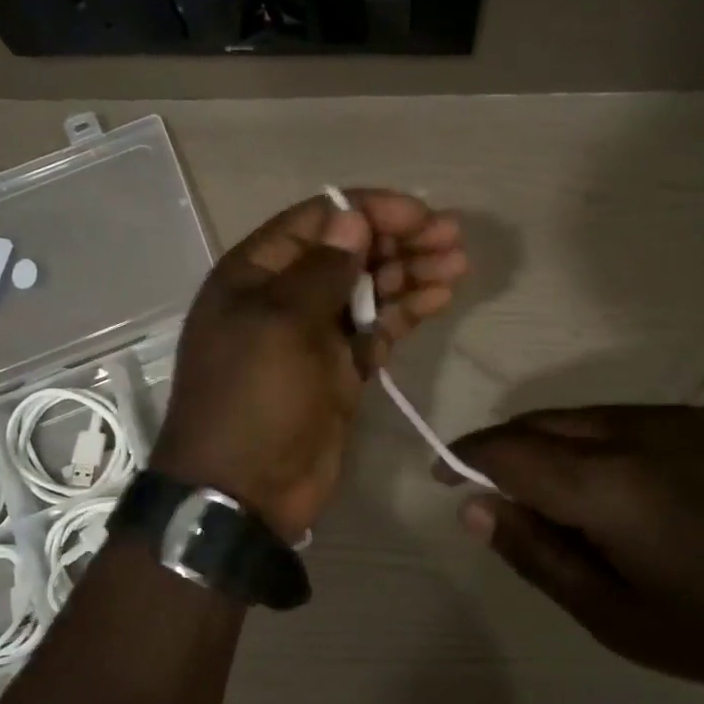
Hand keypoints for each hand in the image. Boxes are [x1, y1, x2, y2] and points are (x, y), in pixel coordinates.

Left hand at [154, 190, 468, 543]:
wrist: (246, 491)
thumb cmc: (255, 398)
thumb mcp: (282, 324)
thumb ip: (322, 269)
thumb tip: (352, 219)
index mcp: (257, 273)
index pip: (319, 221)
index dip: (370, 212)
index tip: (421, 214)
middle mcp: (286, 295)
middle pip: (349, 252)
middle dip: (399, 240)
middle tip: (452, 237)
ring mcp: (316, 334)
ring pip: (369, 288)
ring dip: (411, 272)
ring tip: (457, 263)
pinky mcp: (342, 368)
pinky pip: (378, 327)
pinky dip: (407, 310)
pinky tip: (440, 296)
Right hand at [441, 404, 703, 694]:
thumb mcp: (612, 615)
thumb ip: (536, 552)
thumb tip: (475, 506)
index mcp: (605, 484)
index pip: (509, 450)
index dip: (466, 457)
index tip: (444, 475)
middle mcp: (631, 431)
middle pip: (540, 422)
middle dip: (504, 448)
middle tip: (495, 493)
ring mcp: (670, 418)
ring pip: (579, 416)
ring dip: (549, 444)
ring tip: (554, 495)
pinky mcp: (700, 420)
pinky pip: (620, 418)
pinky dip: (591, 441)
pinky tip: (613, 484)